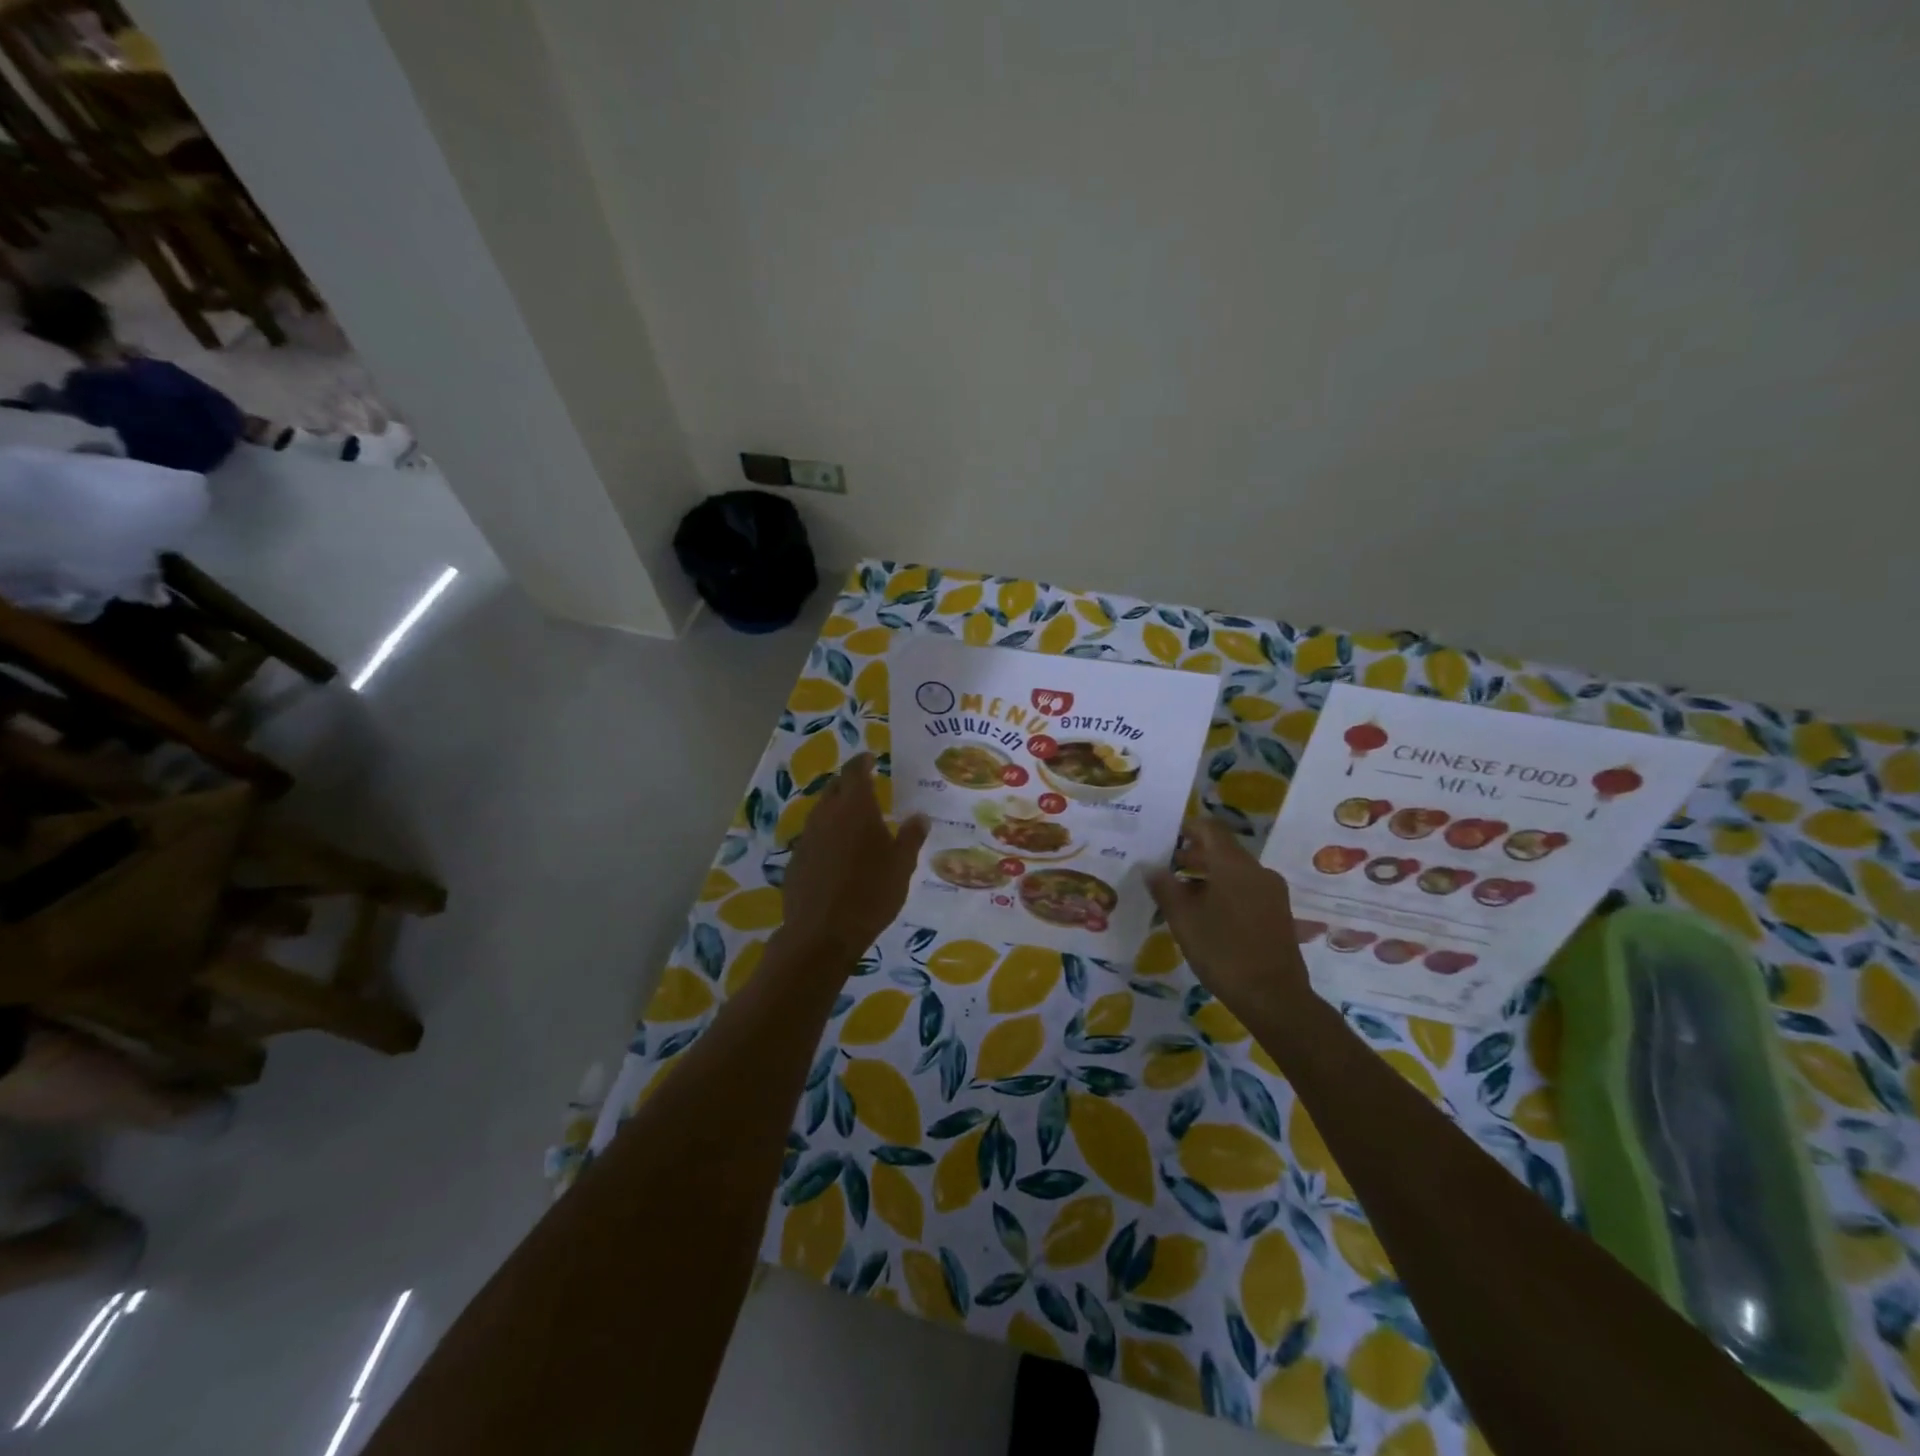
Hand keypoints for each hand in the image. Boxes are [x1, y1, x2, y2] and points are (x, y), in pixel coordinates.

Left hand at [777, 754, 929, 962]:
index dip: (862, 762)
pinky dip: (826, 836)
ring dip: (836, 810)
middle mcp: (826, 815)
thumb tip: (920, 816)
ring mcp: (807, 837)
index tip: (870, 758)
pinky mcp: (795, 860)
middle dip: (849, 784)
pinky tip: (836, 854)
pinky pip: (813, 837)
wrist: (822, 933)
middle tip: (865, 788)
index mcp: (854, 807)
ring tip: (852, 820)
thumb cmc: (871, 893)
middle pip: (835, 788)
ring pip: (821, 812)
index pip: (855, 771)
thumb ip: (911, 837)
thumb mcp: (902, 866)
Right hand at [1146, 818, 1309, 1012]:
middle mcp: (1257, 871)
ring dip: (1208, 875)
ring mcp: (1271, 892)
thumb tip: (1151, 867)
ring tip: (1182, 895)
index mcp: (1233, 865)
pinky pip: (1246, 888)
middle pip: (1222, 850)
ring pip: (1235, 871)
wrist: (1274, 997)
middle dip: (1193, 855)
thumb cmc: (1222, 952)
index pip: (1210, 828)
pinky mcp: (1278, 912)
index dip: (1187, 828)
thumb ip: (1165, 888)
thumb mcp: (1183, 920)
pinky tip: (1207, 914)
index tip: (1165, 839)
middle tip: (1166, 869)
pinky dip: (1224, 890)